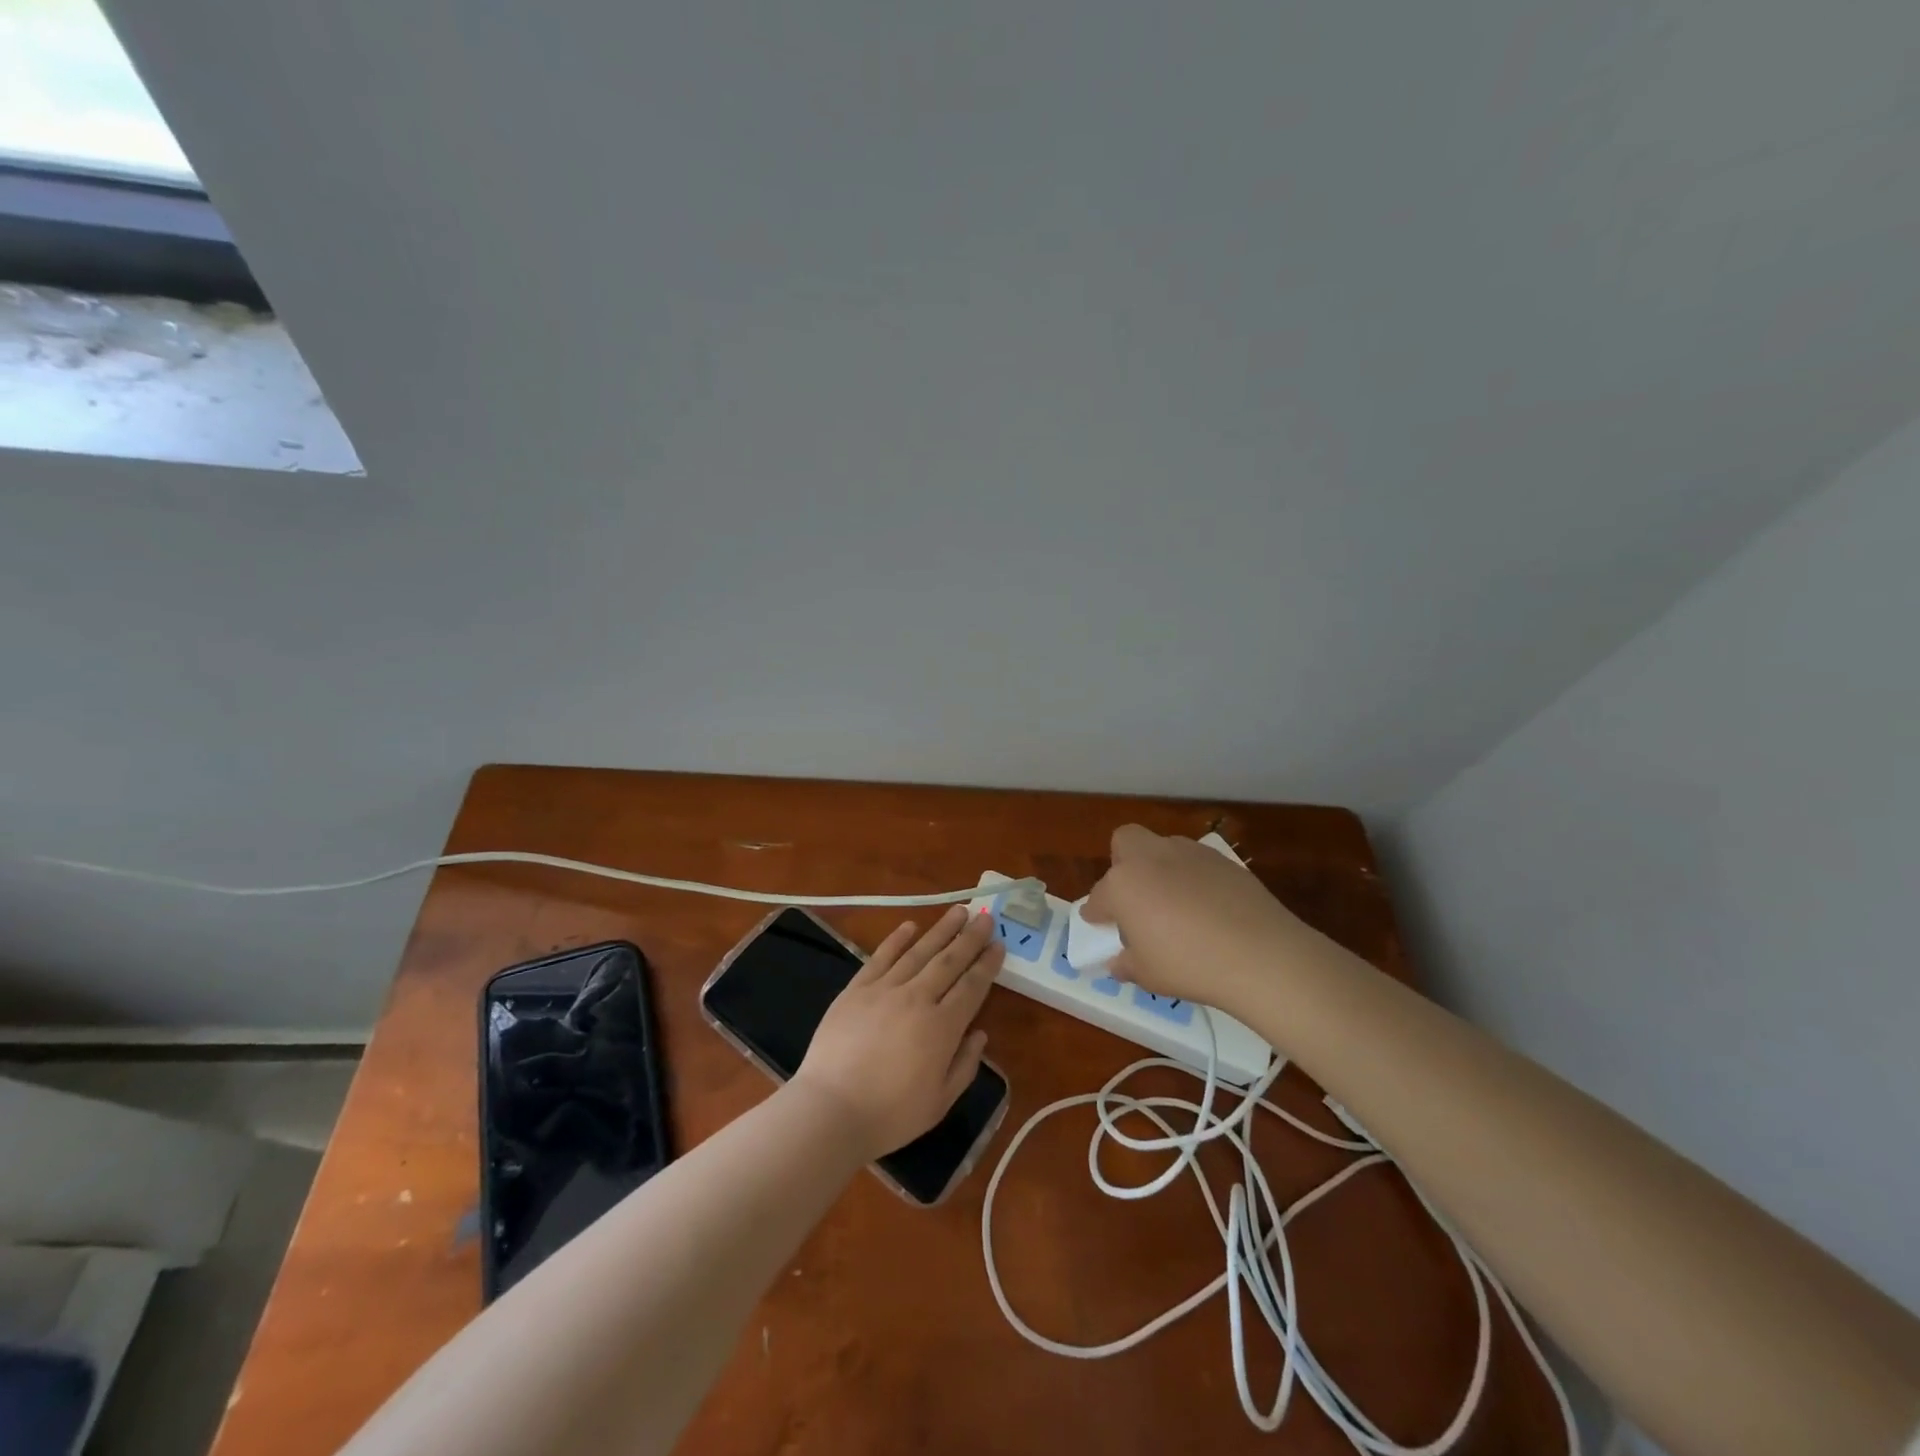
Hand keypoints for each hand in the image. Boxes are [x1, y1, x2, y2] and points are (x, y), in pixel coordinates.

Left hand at [791, 905, 1001, 1160]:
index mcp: (942, 1027)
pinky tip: (910, 925)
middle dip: (970, 938)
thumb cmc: (890, 1115)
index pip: (972, 987)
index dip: (987, 964)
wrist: (830, 1111)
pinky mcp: (856, 989)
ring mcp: (884, 990)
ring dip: (941, 930)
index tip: (999, 944)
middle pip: (949, 961)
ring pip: (919, 952)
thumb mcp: (940, 1102)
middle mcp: (917, 999)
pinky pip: (881, 957)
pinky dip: (897, 939)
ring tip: (958, 911)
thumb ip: (964, 1065)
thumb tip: (979, 1034)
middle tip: (985, 916)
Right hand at [1080, 825, 1315, 1015]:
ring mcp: (1189, 853)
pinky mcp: (1223, 860)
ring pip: (1163, 848)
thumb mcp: (1148, 975)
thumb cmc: (1190, 964)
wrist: (1261, 954)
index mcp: (1123, 884)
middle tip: (1134, 898)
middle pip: (1125, 842)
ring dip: (1159, 869)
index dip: (1097, 913)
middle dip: (1122, 863)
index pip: (1099, 896)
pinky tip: (1206, 908)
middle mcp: (1151, 858)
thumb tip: (1121, 961)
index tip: (1100, 925)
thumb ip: (1127, 963)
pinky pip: (1196, 863)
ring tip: (1174, 905)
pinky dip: (1192, 879)